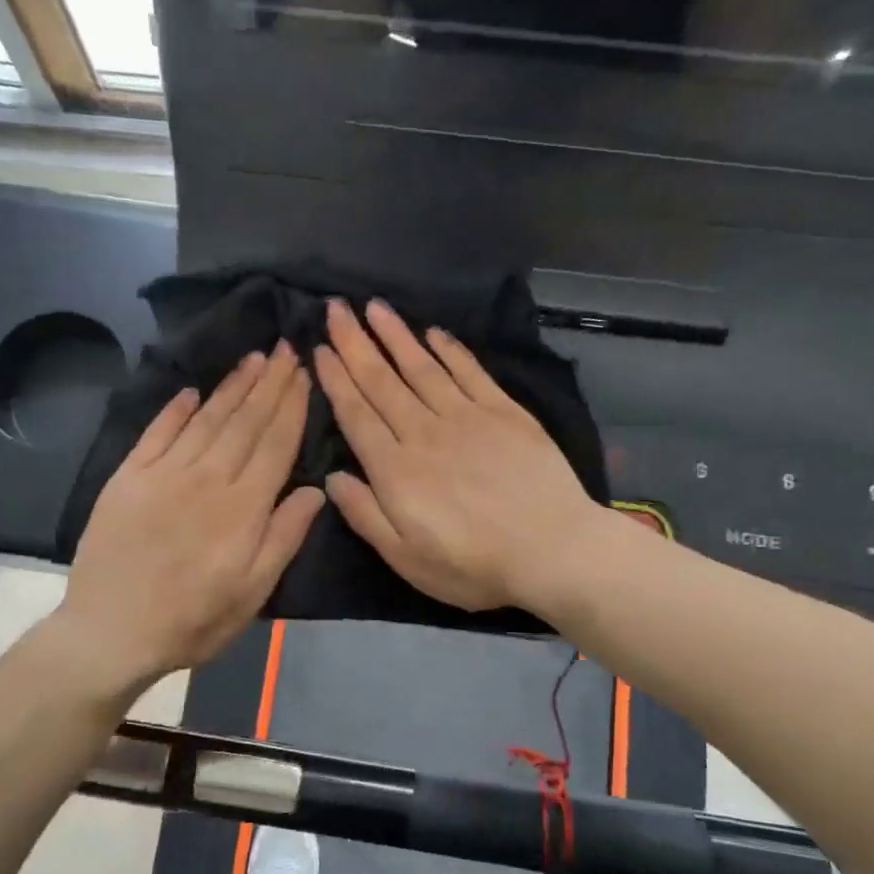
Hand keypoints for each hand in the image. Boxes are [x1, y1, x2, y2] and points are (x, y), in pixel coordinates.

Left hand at [54, 344, 322, 702]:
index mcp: (243, 507)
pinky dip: (175, 409)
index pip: (275, 443)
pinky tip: (192, 391)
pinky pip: (157, 432)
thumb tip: (317, 489)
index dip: (292, 406)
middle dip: (269, 383)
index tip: (304, 373)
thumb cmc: (193, 621)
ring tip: (253, 358)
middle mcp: (206, 478)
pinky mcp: (128, 478)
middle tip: (285, 348)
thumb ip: (285, 536)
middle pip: (245, 422)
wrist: (110, 632)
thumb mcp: (253, 592)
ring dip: (232, 386)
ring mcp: (163, 474)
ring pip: (207, 419)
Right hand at [314, 299, 603, 613]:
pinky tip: (433, 333)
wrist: (554, 550)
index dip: (336, 380)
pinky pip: (470, 372)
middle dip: (355, 344)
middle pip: (383, 382)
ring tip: (374, 307)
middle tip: (335, 309)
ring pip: (422, 367)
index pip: (357, 415)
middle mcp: (425, 433)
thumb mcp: (406, 560)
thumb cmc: (474, 565)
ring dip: (396, 336)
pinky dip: (450, 350)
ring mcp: (467, 417)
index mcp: (396, 470)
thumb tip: (332, 477)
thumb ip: (365, 516)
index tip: (320, 349)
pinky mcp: (505, 413)